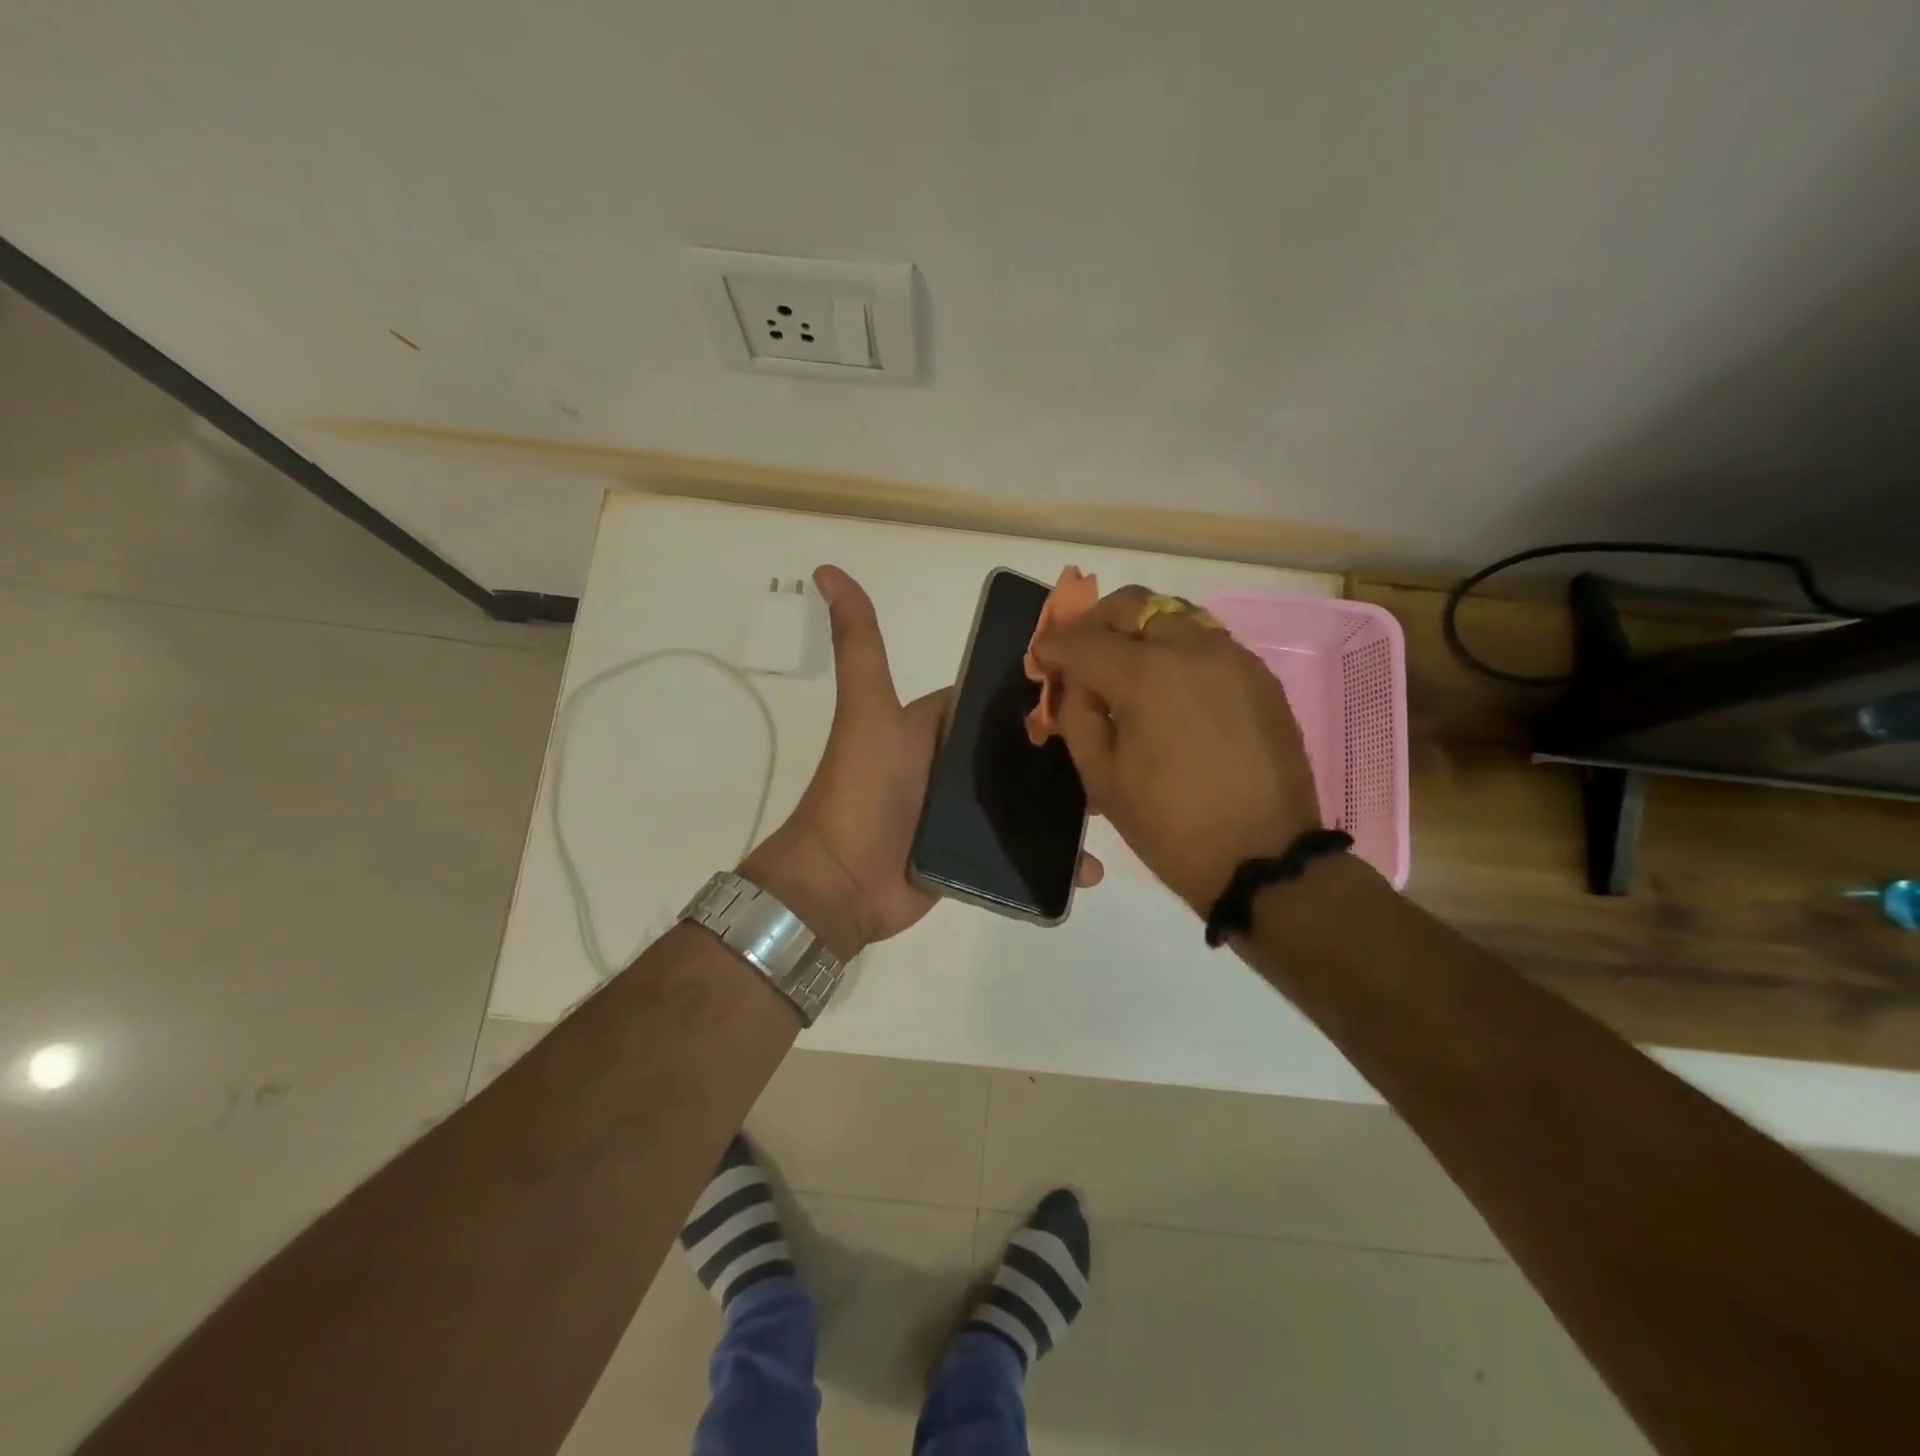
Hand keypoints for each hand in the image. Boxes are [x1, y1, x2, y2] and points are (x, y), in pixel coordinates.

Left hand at [744, 566, 1102, 956]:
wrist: (841, 884)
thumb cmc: (859, 790)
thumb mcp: (867, 711)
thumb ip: (859, 646)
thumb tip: (826, 570)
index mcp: (939, 726)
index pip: (999, 701)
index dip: (1043, 692)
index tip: (1099, 686)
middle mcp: (956, 765)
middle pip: (1022, 752)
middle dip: (1067, 754)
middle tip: (1121, 754)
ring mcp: (968, 813)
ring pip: (1030, 801)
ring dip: (1069, 807)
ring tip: (1117, 811)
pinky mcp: (977, 854)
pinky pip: (1025, 849)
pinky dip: (1055, 857)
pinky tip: (1090, 867)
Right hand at [1030, 585, 1319, 914]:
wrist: (1263, 858)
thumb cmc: (1169, 826)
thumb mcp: (1101, 777)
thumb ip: (1076, 715)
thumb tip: (1074, 682)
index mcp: (1146, 675)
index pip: (1083, 640)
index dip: (1053, 647)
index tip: (1041, 659)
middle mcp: (1192, 648)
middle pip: (1132, 604)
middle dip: (1096, 622)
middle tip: (1081, 653)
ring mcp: (1232, 657)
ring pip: (1173, 614)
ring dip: (1139, 630)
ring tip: (1125, 668)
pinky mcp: (1259, 675)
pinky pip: (1207, 641)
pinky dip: (1176, 649)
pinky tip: (1169, 687)